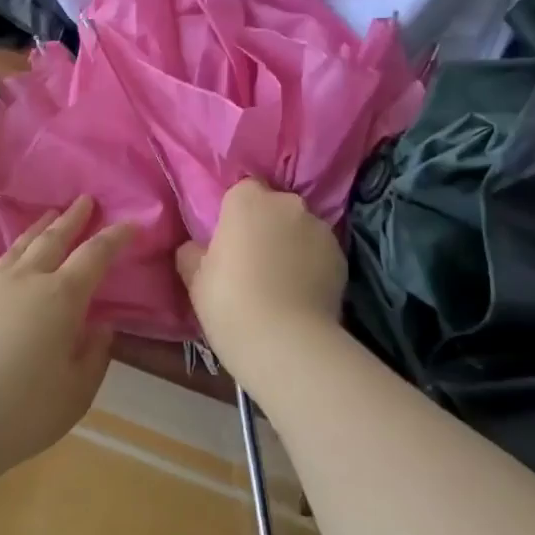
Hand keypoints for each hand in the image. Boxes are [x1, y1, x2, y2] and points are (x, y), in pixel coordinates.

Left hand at [0, 196, 130, 478]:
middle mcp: (25, 281)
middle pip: (53, 239)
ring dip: (35, 230)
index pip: (95, 256)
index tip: (131, 222)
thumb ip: (94, 356)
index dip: (115, 237)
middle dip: (72, 219)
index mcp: (61, 297)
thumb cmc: (20, 413)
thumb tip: (101, 328)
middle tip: (85, 201)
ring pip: (16, 249)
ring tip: (47, 216)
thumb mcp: (75, 394)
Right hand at [176, 180, 346, 382]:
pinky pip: (320, 253)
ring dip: (292, 244)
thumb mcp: (194, 278)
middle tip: (253, 261)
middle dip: (266, 226)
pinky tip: (302, 294)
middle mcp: (287, 204)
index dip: (235, 216)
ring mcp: (319, 228)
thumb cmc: (230, 302)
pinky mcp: (341, 256)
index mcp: (247, 200)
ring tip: (282, 282)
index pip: (241, 192)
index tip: (229, 242)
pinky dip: (312, 265)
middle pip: (274, 207)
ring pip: (300, 229)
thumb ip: (193, 253)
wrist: (286, 342)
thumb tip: (196, 248)